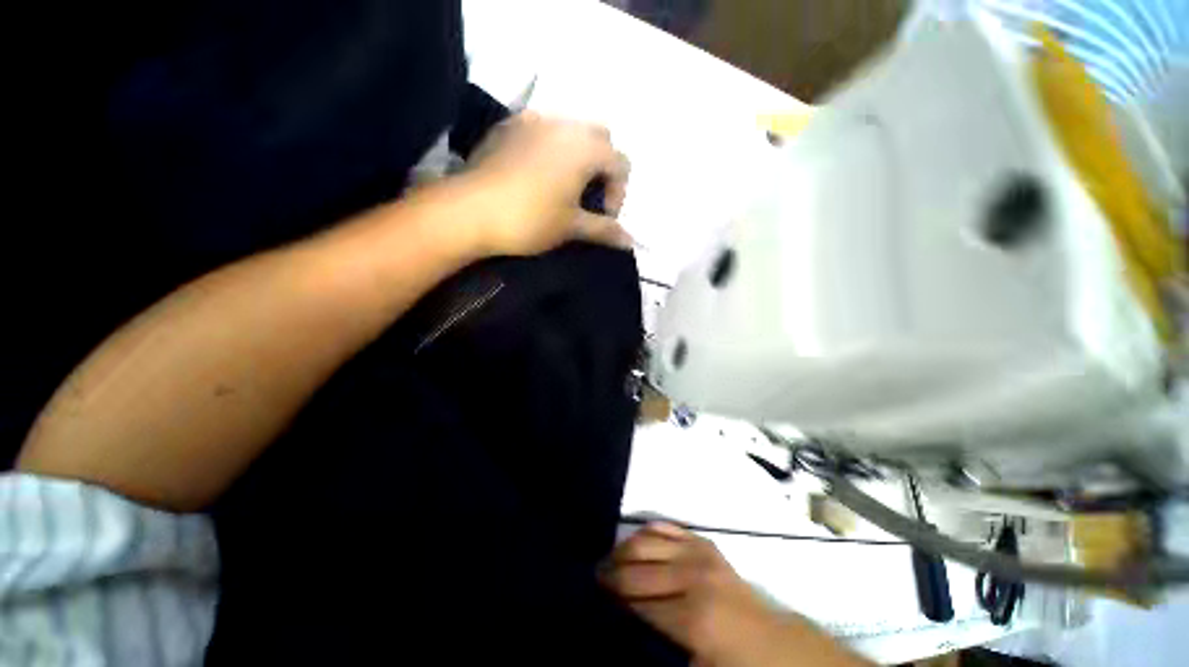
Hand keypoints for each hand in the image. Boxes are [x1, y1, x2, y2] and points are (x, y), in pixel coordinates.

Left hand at [463, 112, 631, 255]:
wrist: (469, 210)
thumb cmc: (529, 219)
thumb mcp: (572, 227)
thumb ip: (604, 230)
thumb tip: (631, 241)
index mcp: (585, 148)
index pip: (621, 162)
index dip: (619, 192)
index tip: (603, 215)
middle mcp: (564, 124)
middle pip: (600, 138)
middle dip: (602, 167)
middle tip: (587, 196)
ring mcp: (533, 120)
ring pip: (570, 130)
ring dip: (577, 156)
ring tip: (562, 186)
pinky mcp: (508, 126)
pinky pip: (541, 130)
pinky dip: (549, 148)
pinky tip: (535, 173)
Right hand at [602, 523, 867, 666]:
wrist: (773, 642)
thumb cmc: (733, 663)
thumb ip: (657, 650)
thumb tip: (622, 629)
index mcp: (691, 618)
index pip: (636, 601)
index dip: (611, 597)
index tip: (590, 593)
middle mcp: (691, 576)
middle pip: (636, 567)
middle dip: (610, 571)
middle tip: (592, 575)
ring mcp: (698, 553)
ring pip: (646, 540)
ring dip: (623, 548)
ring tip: (609, 559)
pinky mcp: (704, 542)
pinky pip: (665, 527)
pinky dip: (645, 532)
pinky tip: (634, 541)